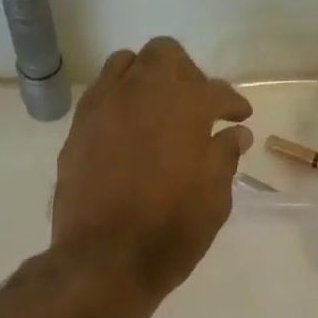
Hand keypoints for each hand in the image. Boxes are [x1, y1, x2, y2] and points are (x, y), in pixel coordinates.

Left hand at [51, 36, 252, 307]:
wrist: (105, 260)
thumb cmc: (170, 232)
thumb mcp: (214, 199)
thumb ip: (224, 156)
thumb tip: (234, 134)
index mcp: (184, 105)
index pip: (216, 92)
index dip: (232, 105)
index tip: (239, 118)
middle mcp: (142, 92)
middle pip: (165, 56)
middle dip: (187, 75)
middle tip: (197, 106)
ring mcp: (104, 107)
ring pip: (126, 64)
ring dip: (147, 78)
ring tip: (157, 110)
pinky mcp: (78, 128)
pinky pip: (100, 94)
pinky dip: (119, 100)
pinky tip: (127, 128)